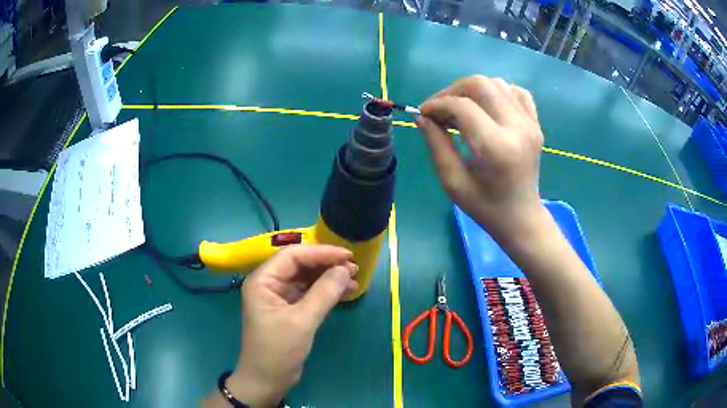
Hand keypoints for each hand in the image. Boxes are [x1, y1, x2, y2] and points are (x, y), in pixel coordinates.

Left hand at [220, 245, 357, 406]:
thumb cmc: (278, 351)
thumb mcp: (301, 321)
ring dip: (329, 278)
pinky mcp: (290, 310)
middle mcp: (270, 284)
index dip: (321, 253)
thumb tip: (345, 269)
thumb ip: (324, 293)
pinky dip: (327, 292)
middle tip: (354, 267)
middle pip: (300, 265)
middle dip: (327, 264)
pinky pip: (310, 293)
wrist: (267, 381)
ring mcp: (280, 297)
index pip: (293, 255)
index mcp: (263, 280)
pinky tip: (345, 291)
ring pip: (307, 278)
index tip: (347, 256)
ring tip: (354, 279)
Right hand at [416, 76, 544, 240]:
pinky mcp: (536, 124)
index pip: (462, 107)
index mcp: (497, 148)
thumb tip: (422, 116)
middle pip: (481, 85)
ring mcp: (530, 124)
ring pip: (497, 84)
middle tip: (440, 109)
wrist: (522, 217)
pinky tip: (487, 108)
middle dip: (452, 91)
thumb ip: (436, 145)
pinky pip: (516, 92)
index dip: (437, 104)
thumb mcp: (453, 182)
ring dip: (473, 90)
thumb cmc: (485, 207)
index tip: (423, 113)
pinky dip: (498, 92)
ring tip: (460, 109)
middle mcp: (517, 128)